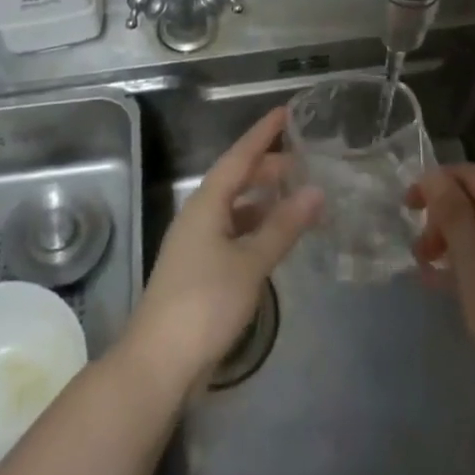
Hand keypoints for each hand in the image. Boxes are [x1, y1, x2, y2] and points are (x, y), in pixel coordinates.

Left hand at [124, 107, 322, 393]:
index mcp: (206, 203)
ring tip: (296, 195)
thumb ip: (283, 226)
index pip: (239, 156)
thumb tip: (316, 191)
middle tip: (304, 162)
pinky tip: (275, 236)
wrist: (159, 362)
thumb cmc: (204, 303)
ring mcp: (197, 243)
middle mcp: (199, 215)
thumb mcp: (250, 263)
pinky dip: (257, 226)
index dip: (262, 134)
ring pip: (235, 207)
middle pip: (236, 179)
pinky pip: (233, 231)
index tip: (285, 112)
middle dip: (268, 167)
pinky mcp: (200, 269)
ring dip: (264, 198)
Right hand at [409, 165, 474, 417]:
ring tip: (427, 272)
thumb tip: (433, 175)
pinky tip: (448, 287)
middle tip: (419, 251)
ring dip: (455, 244)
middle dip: (444, 218)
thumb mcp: (473, 265)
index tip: (405, 207)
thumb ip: (453, 216)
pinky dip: (473, 264)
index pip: (473, 176)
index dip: (437, 183)